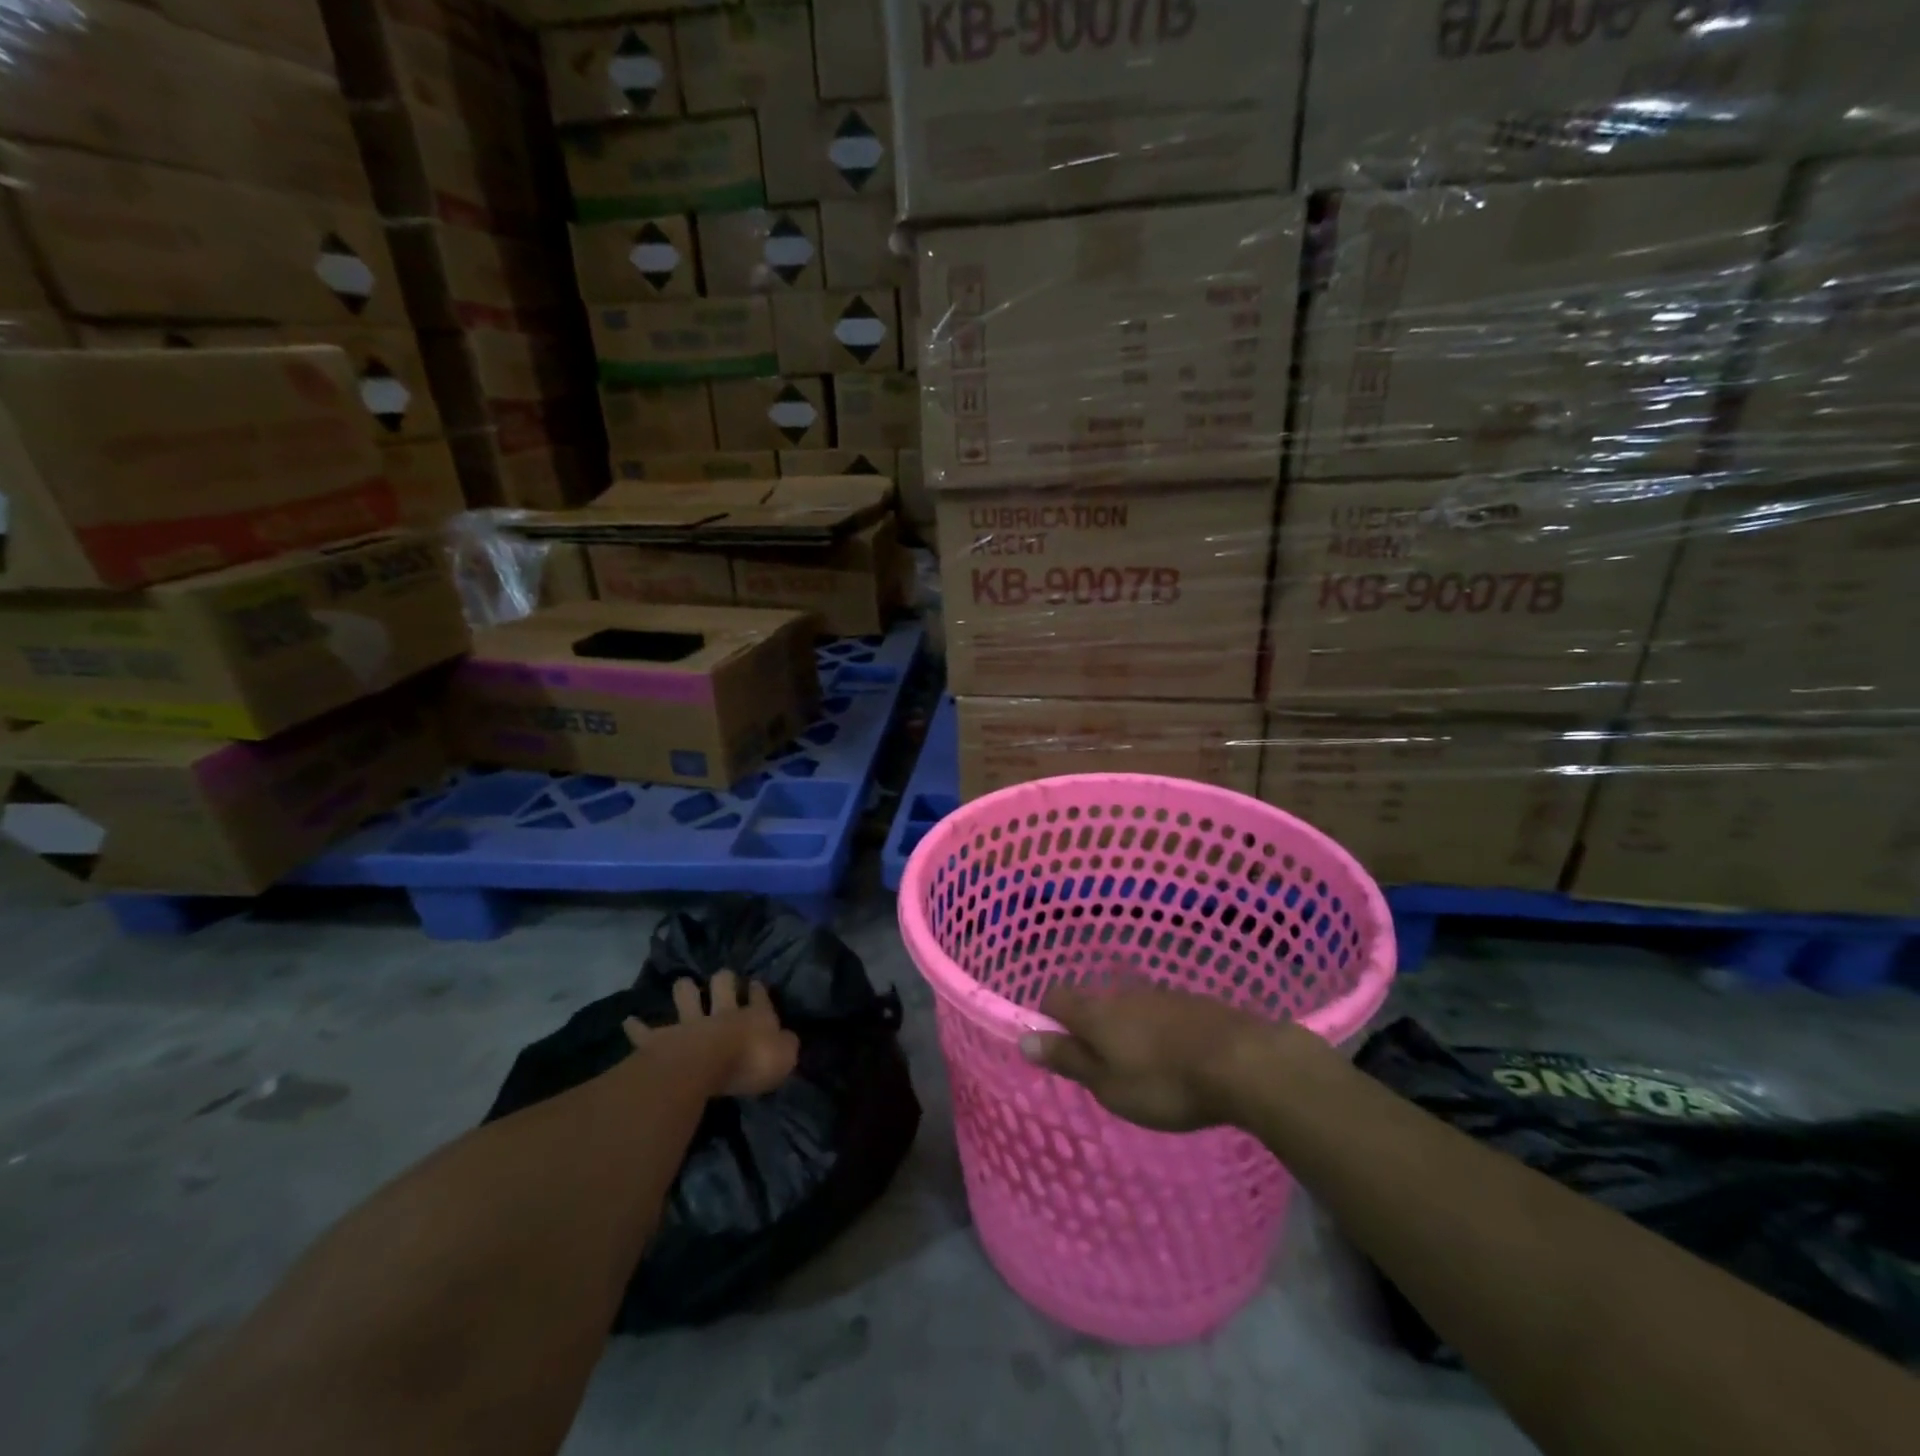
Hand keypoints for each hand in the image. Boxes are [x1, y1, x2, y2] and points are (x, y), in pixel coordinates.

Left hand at [624, 971, 798, 1097]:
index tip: (757, 985)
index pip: (759, 995)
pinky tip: (629, 1021)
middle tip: (723, 977)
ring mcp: (690, 1023)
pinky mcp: (662, 1039)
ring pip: (686, 996)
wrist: (704, 1067)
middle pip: (723, 985)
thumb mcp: (785, 1057)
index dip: (759, 990)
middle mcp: (722, 1012)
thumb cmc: (750, 1062)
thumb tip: (788, 1039)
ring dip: (685, 991)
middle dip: (724, 979)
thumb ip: (786, 1046)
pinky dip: (638, 1027)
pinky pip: (646, 1032)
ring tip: (683, 985)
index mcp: (753, 1015)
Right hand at [1020, 983, 1280, 1133]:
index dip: (1048, 1019)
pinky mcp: (1193, 1003)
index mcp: (1097, 1013)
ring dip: (1128, 1032)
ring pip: (1130, 1009)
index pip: (1056, 998)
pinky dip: (1160, 1034)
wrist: (1243, 1063)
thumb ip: (1068, 1059)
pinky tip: (1178, 1061)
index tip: (1056, 1049)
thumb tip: (1024, 1038)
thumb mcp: (1108, 1085)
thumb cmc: (1165, 1084)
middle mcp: (1124, 995)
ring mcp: (1161, 996)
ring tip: (1145, 1071)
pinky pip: (1162, 1015)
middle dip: (1092, 1031)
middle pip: (1094, 1004)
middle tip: (1104, 1071)